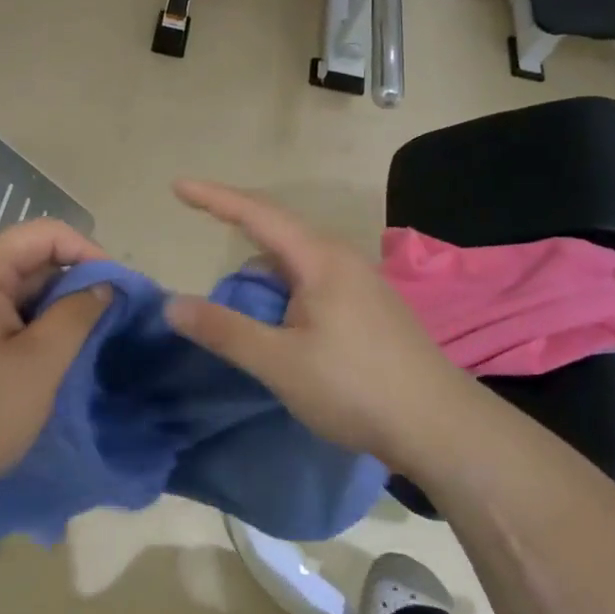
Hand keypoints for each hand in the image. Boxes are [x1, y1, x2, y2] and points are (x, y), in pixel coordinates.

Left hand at [0, 219, 109, 512]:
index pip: (43, 234)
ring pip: (12, 290)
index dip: (86, 251)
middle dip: (71, 281)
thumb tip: (103, 285)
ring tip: (82, 337)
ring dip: (50, 306)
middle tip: (106, 316)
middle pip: (26, 258)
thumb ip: (77, 314)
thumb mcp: (40, 363)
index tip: (116, 287)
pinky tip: (46, 355)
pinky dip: (26, 325)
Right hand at [163, 180, 466, 474]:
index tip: (178, 186)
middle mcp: (341, 258)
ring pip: (297, 261)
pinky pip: (313, 281)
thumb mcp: (279, 362)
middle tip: (199, 226)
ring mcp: (361, 282)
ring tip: (236, 301)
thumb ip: (224, 330)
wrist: (441, 427)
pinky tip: (279, 321)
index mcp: (319, 259)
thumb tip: (173, 305)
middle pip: (278, 231)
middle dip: (236, 226)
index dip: (213, 198)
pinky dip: (283, 290)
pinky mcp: (370, 307)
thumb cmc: (355, 387)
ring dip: (261, 272)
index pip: (256, 214)